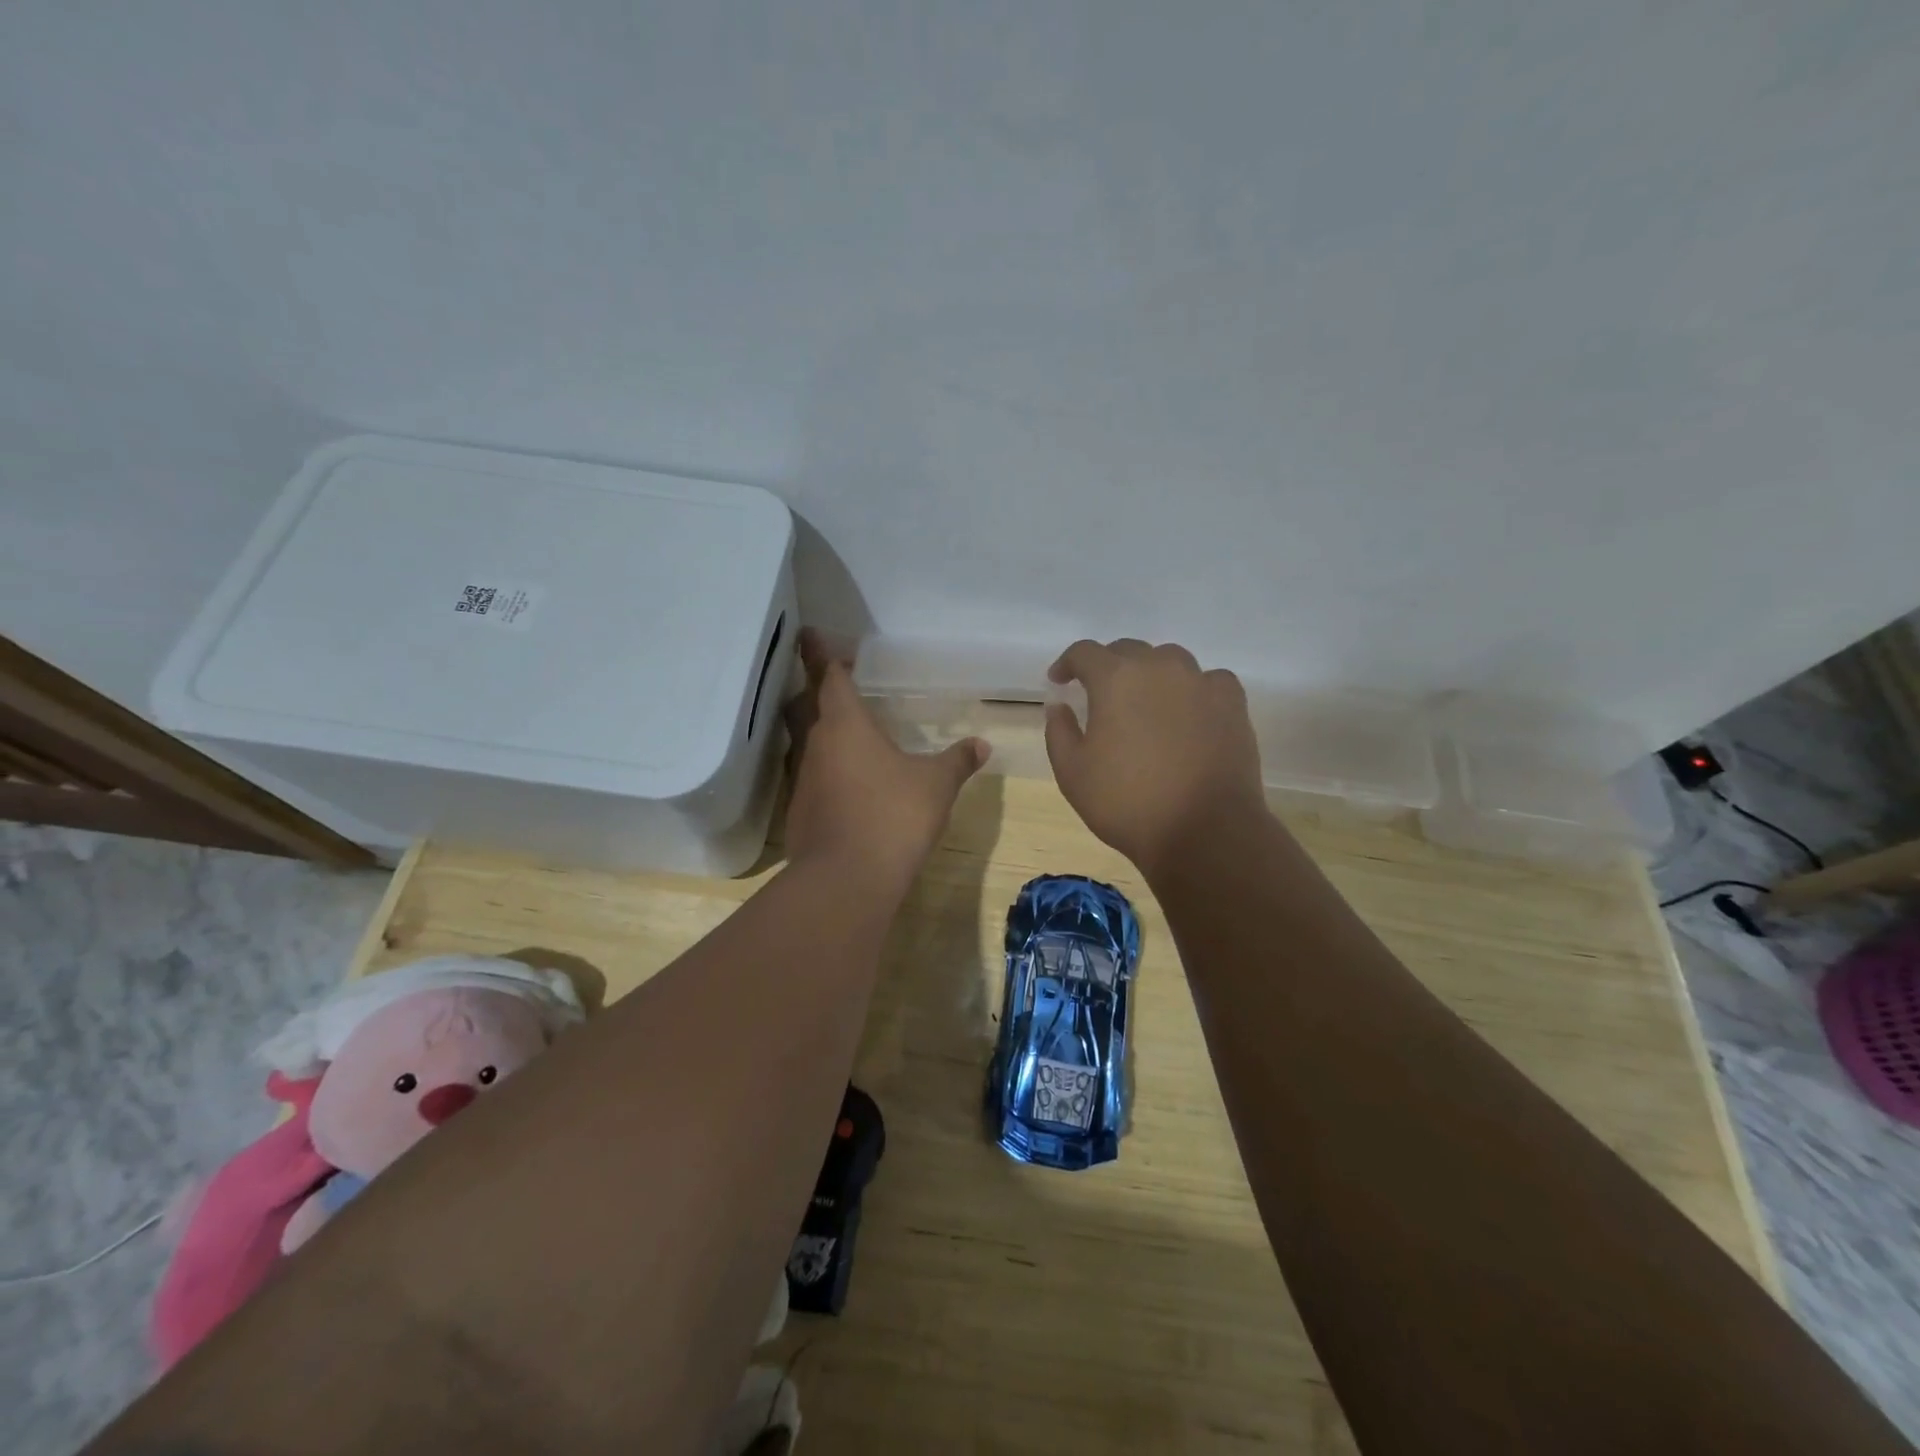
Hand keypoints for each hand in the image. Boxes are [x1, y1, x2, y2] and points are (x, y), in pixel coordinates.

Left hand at [783, 630, 986, 887]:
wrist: (847, 879)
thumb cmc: (893, 816)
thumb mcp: (936, 785)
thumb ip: (957, 761)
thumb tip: (982, 744)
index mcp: (845, 724)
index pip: (828, 676)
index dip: (821, 654)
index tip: (812, 634)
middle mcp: (815, 744)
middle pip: (803, 704)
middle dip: (811, 687)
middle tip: (824, 677)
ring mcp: (802, 779)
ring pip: (802, 741)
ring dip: (813, 728)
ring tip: (836, 728)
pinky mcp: (798, 811)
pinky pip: (807, 775)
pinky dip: (820, 767)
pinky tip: (840, 780)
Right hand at [1044, 639, 1267, 876]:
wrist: (1203, 831)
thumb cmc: (1127, 802)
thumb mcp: (1072, 773)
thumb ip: (1059, 731)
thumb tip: (1060, 706)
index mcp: (1115, 678)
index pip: (1084, 652)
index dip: (1067, 664)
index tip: (1060, 682)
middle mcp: (1159, 667)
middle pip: (1127, 651)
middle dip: (1108, 667)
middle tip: (1099, 696)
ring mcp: (1201, 682)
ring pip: (1169, 661)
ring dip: (1151, 674)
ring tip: (1145, 702)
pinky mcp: (1232, 703)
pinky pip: (1208, 681)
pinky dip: (1192, 689)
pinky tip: (1188, 712)